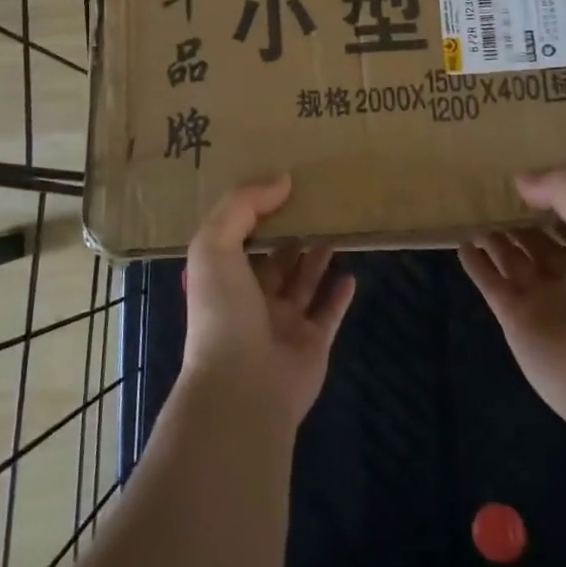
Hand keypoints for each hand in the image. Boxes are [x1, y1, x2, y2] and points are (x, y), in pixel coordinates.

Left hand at [181, 175, 356, 428]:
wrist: (243, 387)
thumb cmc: (223, 311)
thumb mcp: (215, 245)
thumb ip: (242, 205)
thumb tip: (281, 179)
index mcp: (224, 279)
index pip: (239, 239)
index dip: (256, 213)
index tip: (280, 186)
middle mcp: (252, 301)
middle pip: (275, 261)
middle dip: (290, 236)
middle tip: (316, 206)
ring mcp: (283, 324)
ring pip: (303, 284)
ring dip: (316, 259)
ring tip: (334, 231)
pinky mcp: (313, 344)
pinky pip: (329, 313)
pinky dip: (339, 295)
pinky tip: (351, 273)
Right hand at [460, 170, 565, 432]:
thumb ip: (565, 192)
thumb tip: (522, 180)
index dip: (550, 198)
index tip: (525, 178)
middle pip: (537, 240)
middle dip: (517, 218)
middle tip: (488, 192)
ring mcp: (540, 299)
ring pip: (511, 259)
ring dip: (494, 238)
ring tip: (472, 213)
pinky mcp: (514, 319)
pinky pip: (490, 284)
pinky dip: (476, 265)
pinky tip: (462, 245)